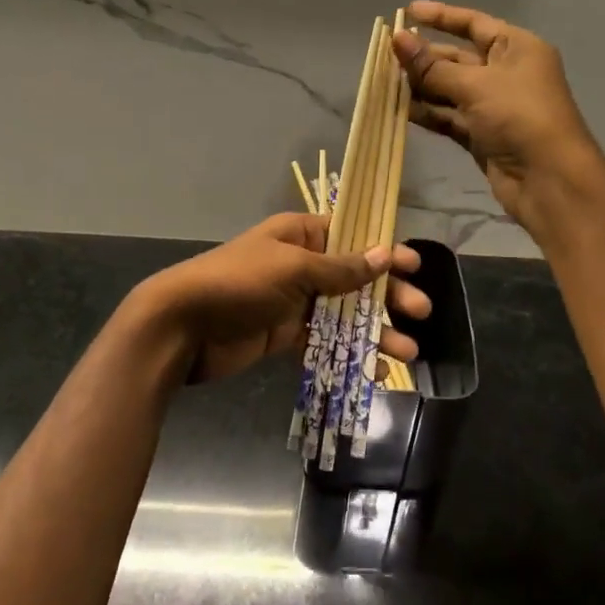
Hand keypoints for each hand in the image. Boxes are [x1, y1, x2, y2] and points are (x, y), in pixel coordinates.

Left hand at [134, 213, 429, 385]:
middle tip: (421, 312)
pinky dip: (348, 352)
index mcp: (299, 235)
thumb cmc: (240, 283)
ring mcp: (292, 301)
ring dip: (374, 330)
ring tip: (406, 352)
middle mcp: (299, 264)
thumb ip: (340, 268)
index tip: (415, 266)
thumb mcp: (293, 268)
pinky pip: (324, 340)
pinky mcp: (283, 334)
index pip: (351, 237)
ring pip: (343, 313)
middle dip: (387, 295)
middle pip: (353, 278)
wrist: (184, 325)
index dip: (383, 251)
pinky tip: (373, 368)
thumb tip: (383, 254)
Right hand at [393, 0, 604, 230]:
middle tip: (386, 55)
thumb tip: (397, 39)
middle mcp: (507, 73)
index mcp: (517, 48)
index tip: (407, 11)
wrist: (548, 179)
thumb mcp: (475, 85)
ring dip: (421, 85)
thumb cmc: (519, 116)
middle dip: (424, 56)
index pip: (474, 24)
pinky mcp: (483, 135)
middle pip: (458, 58)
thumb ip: (432, 66)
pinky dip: (428, 112)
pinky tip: (400, 109)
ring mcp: (494, 106)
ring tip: (385, 81)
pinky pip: (450, 117)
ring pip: (450, 89)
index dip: (441, 16)